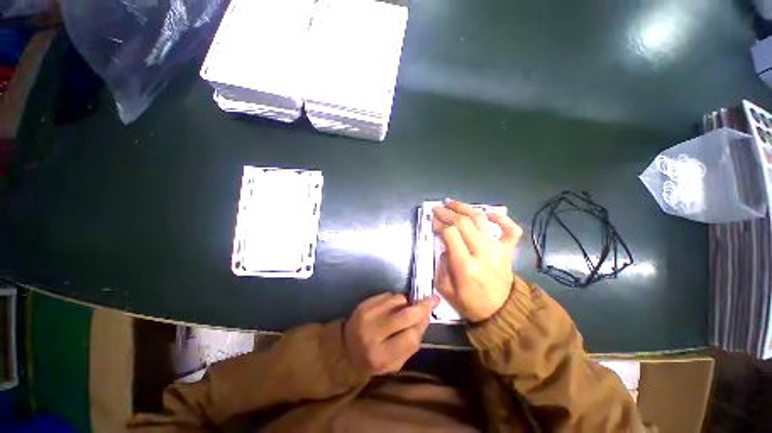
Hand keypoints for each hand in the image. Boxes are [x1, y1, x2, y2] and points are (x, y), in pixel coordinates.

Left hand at [343, 293, 438, 375]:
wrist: (345, 349)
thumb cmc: (373, 360)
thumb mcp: (394, 363)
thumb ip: (411, 345)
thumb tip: (426, 318)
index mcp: (381, 355)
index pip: (410, 338)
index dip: (421, 328)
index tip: (427, 320)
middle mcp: (373, 332)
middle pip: (405, 315)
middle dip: (422, 307)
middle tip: (433, 300)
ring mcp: (367, 314)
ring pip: (398, 300)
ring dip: (406, 303)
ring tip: (404, 310)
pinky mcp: (364, 303)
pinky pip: (388, 295)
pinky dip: (395, 299)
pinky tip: (392, 307)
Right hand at [432, 200, 522, 321]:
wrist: (500, 312)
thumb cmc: (470, 302)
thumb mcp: (445, 288)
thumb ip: (442, 263)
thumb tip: (445, 244)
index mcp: (465, 265)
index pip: (450, 233)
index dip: (439, 223)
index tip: (431, 220)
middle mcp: (483, 253)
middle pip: (463, 222)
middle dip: (447, 212)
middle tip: (437, 208)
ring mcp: (498, 249)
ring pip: (480, 220)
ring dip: (465, 207)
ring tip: (452, 203)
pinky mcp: (508, 250)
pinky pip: (510, 229)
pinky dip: (501, 218)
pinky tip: (487, 213)